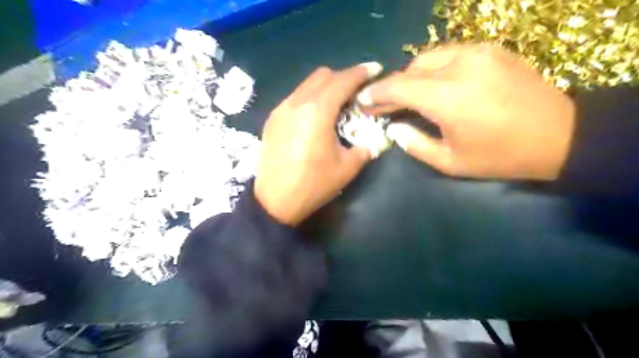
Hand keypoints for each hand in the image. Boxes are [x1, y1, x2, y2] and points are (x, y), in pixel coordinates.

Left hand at [254, 61, 380, 225]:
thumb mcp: (347, 168)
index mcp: (317, 111)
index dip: (361, 72)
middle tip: (356, 94)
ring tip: (336, 106)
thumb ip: (365, 147)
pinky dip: (310, 98)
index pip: (343, 80)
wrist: (275, 201)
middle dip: (343, 78)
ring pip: (307, 84)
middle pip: (323, 75)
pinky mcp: (272, 119)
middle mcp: (297, 102)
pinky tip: (315, 118)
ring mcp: (281, 109)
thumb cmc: (313, 185)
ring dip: (325, 88)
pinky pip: (295, 97)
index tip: (375, 70)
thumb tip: (371, 139)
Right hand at [357, 44, 576, 179]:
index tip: (363, 99)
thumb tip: (393, 128)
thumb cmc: (499, 156)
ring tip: (410, 96)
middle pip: (411, 68)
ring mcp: (478, 53)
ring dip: (413, 76)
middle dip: (394, 86)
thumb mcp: (450, 162)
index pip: (399, 86)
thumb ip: (415, 144)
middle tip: (385, 104)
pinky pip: (450, 54)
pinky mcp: (492, 50)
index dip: (376, 92)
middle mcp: (460, 67)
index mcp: (448, 98)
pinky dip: (434, 69)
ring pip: (429, 57)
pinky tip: (436, 86)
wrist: (558, 135)